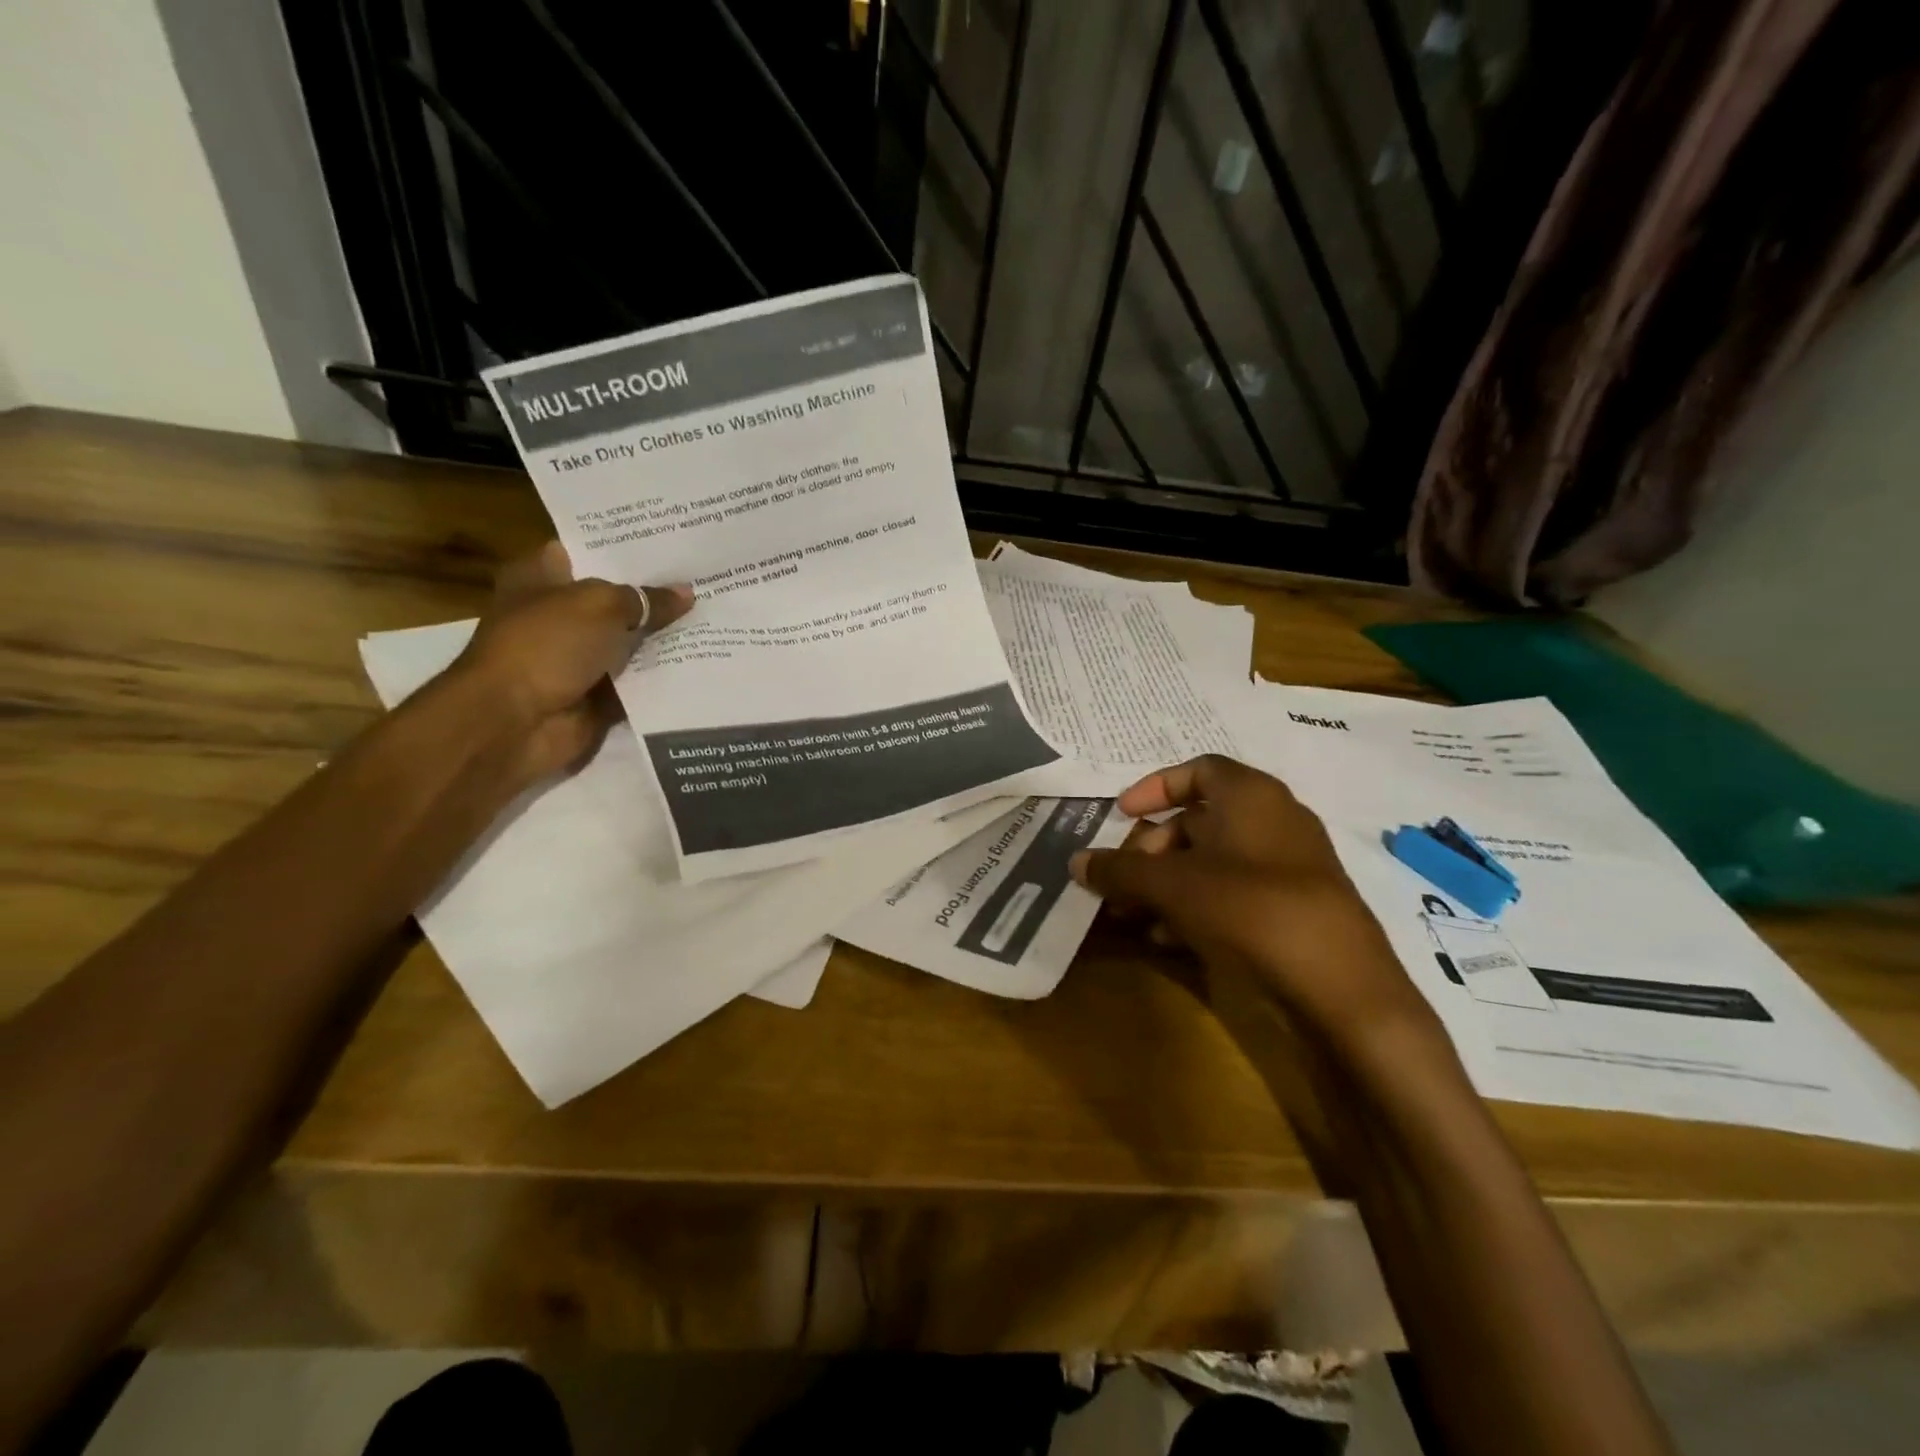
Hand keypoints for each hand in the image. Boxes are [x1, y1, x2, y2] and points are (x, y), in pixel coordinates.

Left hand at [448, 542, 692, 782]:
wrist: (516, 723)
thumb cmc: (546, 646)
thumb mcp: (601, 606)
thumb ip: (646, 599)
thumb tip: (687, 593)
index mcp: (540, 578)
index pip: (586, 552)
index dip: (625, 548)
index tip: (670, 544)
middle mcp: (557, 615)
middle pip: (614, 600)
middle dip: (654, 594)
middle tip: (704, 581)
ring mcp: (576, 658)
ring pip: (630, 642)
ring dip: (664, 638)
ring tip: (714, 618)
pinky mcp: (595, 695)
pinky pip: (638, 681)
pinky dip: (663, 678)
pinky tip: (703, 661)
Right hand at [1071, 755, 1430, 1037]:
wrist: (1340, 986)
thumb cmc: (1249, 909)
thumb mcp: (1172, 886)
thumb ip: (1120, 871)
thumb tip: (1076, 862)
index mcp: (1250, 795)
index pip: (1196, 769)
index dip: (1153, 788)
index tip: (1121, 815)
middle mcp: (1274, 819)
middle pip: (1198, 820)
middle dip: (1151, 849)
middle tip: (1120, 881)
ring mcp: (1290, 864)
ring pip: (1213, 860)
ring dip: (1167, 883)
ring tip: (1133, 915)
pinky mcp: (1297, 905)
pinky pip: (1235, 891)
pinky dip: (1197, 905)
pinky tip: (1168, 938)